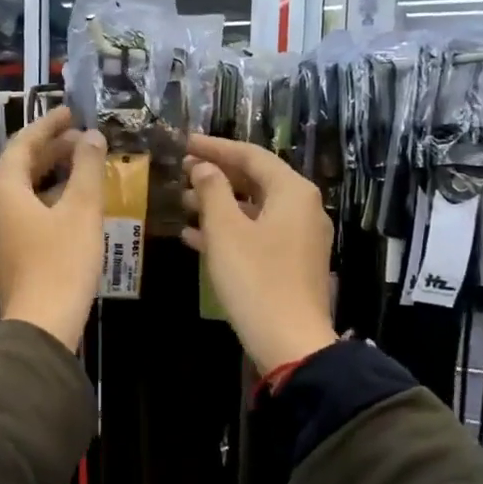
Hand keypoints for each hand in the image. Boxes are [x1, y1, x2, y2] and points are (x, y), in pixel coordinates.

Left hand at [0, 105, 106, 349]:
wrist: (42, 323)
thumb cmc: (62, 261)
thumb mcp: (81, 209)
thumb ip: (87, 168)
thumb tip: (92, 136)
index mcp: (3, 189)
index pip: (23, 144)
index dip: (48, 125)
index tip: (71, 112)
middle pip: (20, 167)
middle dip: (51, 150)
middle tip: (82, 139)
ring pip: (22, 191)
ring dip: (50, 175)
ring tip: (82, 167)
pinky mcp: (6, 253)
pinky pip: (23, 213)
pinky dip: (46, 200)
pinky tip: (72, 204)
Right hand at [181, 134, 337, 374]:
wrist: (289, 341)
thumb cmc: (255, 278)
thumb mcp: (226, 230)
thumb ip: (212, 190)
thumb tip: (204, 167)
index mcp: (292, 192)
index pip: (250, 155)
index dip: (214, 147)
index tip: (183, 143)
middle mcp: (302, 208)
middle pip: (254, 180)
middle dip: (216, 176)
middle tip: (180, 171)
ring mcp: (299, 237)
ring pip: (253, 209)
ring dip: (217, 204)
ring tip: (181, 202)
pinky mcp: (290, 262)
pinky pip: (256, 234)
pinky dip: (228, 231)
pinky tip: (193, 237)